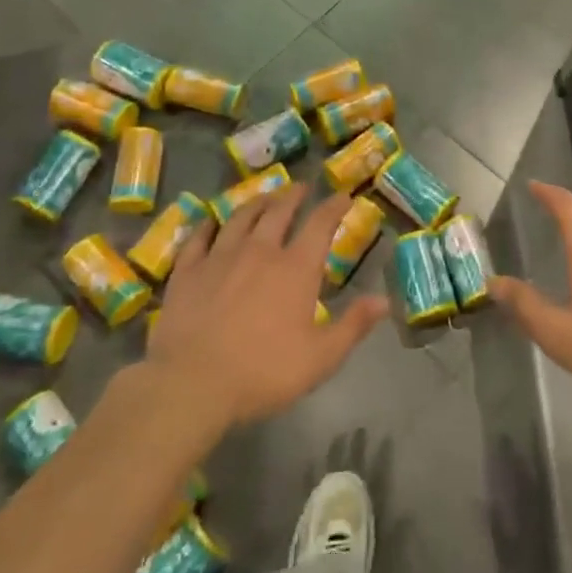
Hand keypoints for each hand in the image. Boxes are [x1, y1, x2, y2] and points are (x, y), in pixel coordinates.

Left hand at [147, 185, 388, 428]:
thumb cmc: (263, 372)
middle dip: (293, 196)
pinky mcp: (187, 271)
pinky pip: (199, 237)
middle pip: (278, 212)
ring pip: (240, 217)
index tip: (343, 195)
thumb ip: (354, 325)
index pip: (320, 225)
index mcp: (295, 268)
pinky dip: (208, 224)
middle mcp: (259, 251)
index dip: (334, 206)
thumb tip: (384, 299)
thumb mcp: (321, 358)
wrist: (191, 384)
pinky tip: (210, 221)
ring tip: (264, 197)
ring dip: (256, 203)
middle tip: (301, 188)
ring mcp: (220, 257)